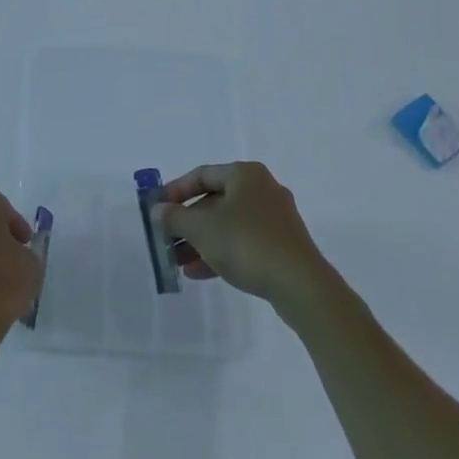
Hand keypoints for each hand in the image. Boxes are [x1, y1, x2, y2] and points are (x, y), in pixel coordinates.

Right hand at [155, 163, 335, 312]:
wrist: (300, 284)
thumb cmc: (246, 243)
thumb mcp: (202, 229)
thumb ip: (175, 217)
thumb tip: (157, 210)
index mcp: (245, 174)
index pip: (201, 175)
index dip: (175, 191)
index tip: (157, 210)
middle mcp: (262, 188)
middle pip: (214, 200)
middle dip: (188, 223)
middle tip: (166, 240)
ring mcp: (275, 218)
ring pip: (228, 224)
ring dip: (201, 241)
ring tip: (178, 263)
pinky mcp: (282, 245)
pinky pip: (244, 241)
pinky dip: (221, 252)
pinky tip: (200, 273)